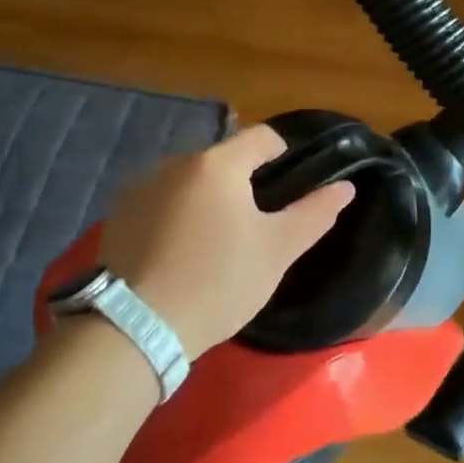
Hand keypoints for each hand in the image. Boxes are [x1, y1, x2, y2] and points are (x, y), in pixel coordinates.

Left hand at [96, 125, 355, 358]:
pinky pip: (160, 200)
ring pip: (189, 179)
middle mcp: (176, 162)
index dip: (281, 152)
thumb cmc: (218, 282)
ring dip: (206, 196)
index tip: (287, 184)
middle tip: (252, 224)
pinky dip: (175, 213)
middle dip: (241, 181)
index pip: (261, 136)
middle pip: (222, 158)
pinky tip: (177, 251)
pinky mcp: (118, 212)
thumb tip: (345, 187)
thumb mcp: (276, 251)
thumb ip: (314, 213)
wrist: (136, 327)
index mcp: (218, 164)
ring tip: (213, 240)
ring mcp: (141, 186)